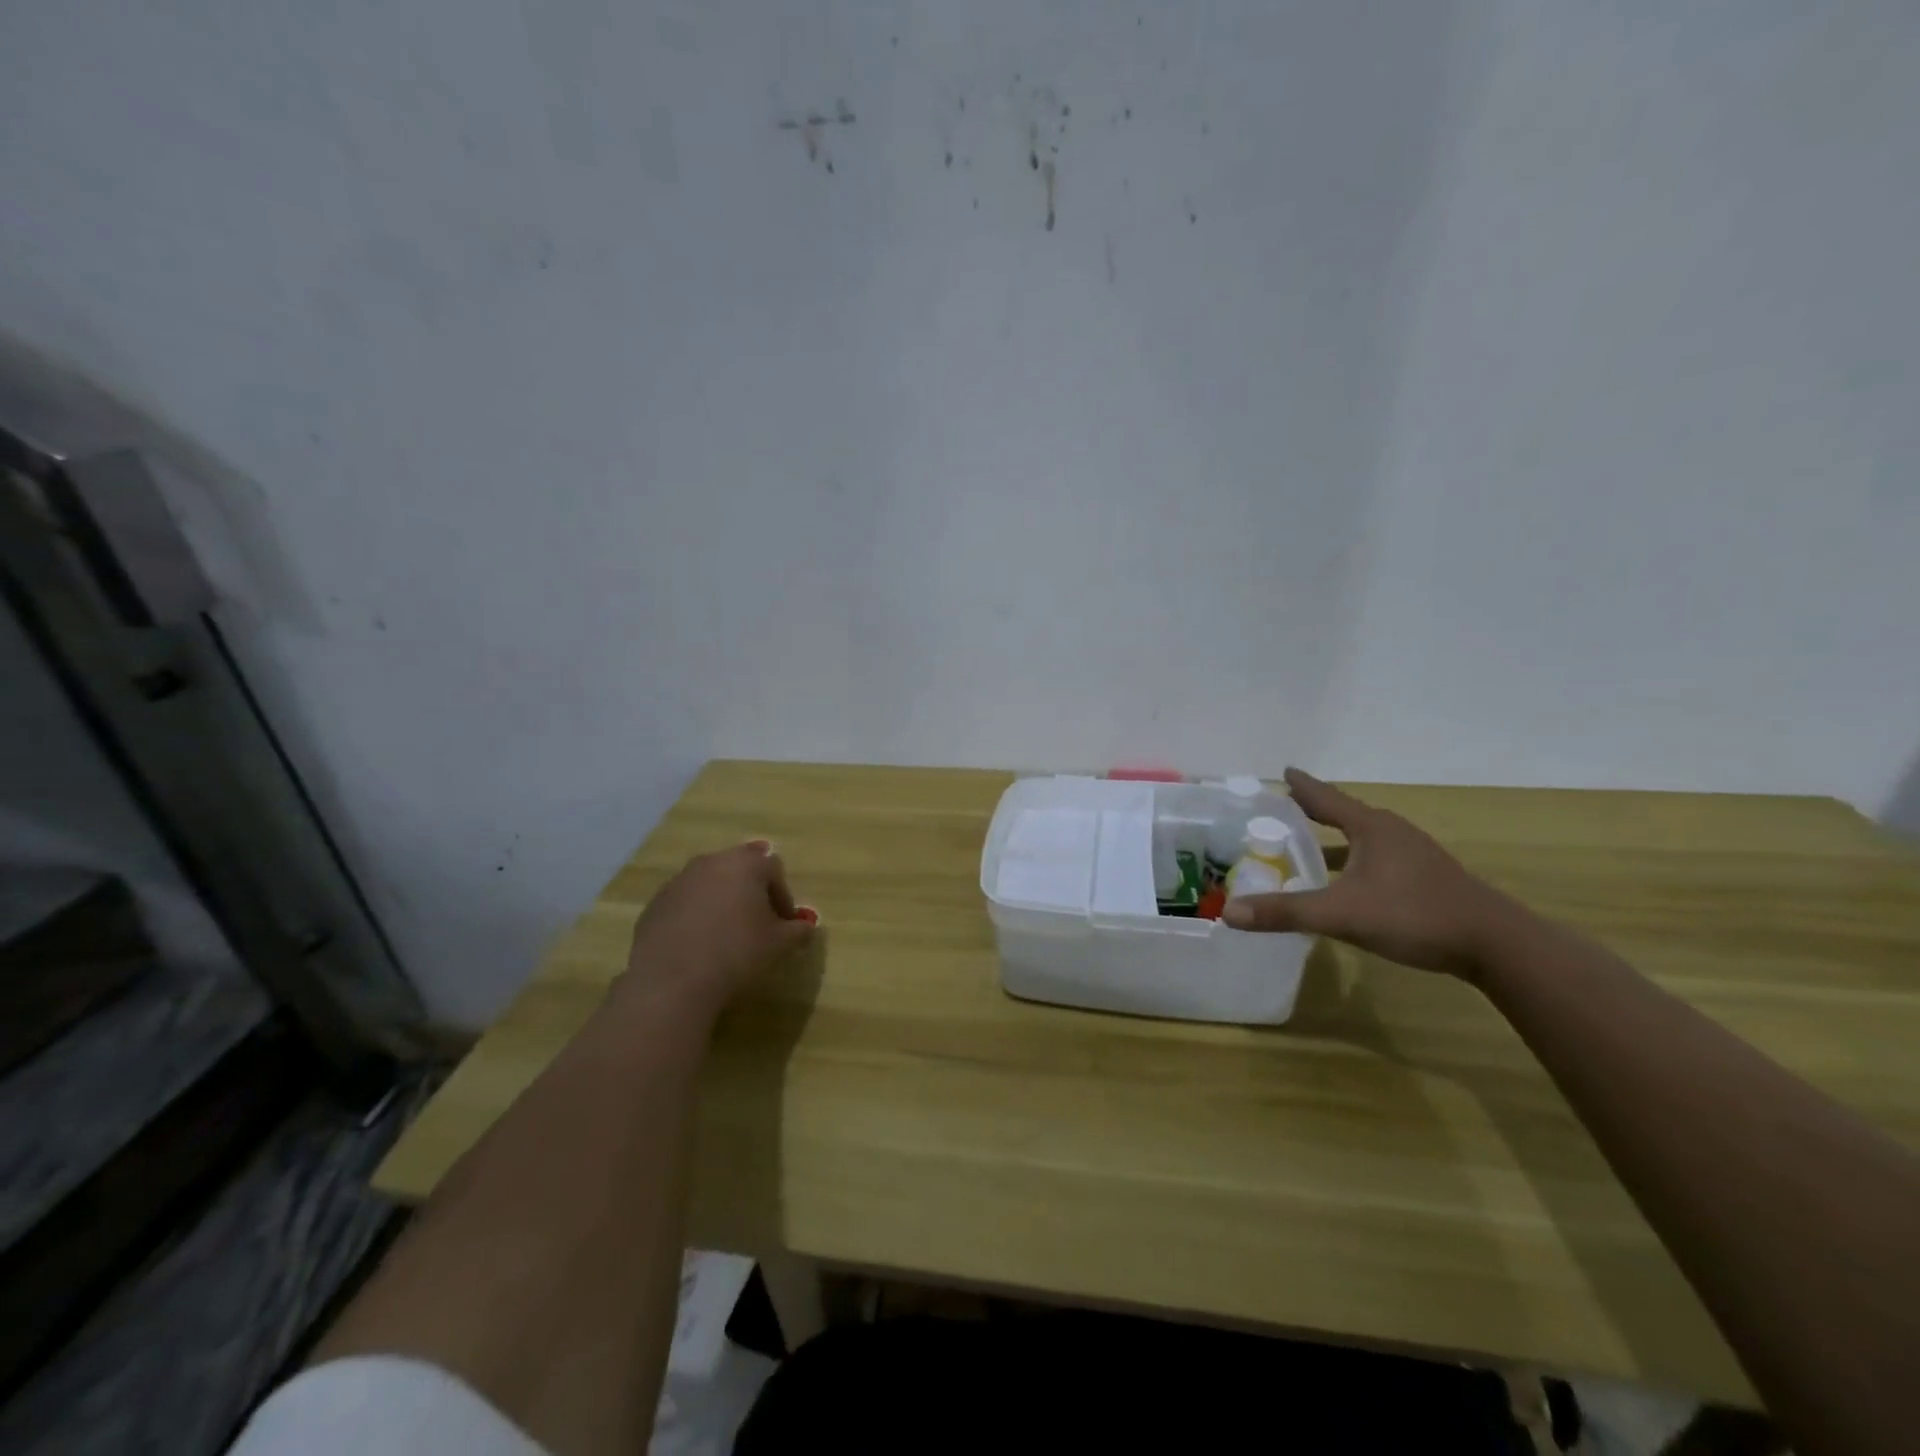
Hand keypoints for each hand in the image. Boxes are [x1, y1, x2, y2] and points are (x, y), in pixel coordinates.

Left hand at [617, 841, 816, 1021]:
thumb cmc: (736, 953)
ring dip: (723, 899)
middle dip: (752, 889)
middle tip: (757, 920)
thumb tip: (806, 926)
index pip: (774, 869)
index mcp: (746, 865)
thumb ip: (798, 930)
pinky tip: (699, 942)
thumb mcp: (779, 945)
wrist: (672, 980)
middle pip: (740, 866)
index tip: (784, 924)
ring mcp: (680, 880)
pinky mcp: (656, 902)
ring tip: (727, 931)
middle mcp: (712, 862)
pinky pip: (685, 900)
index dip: (783, 895)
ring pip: (710, 881)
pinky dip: (696, 913)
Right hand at [1222, 768, 1519, 979]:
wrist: (1496, 945)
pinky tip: (1344, 884)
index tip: (1284, 770)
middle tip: (1284, 810)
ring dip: (1333, 841)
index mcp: (1370, 827)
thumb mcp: (1342, 914)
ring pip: (1362, 839)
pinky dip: (1352, 862)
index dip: (1302, 786)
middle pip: (1344, 814)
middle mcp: (1391, 832)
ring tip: (1307, 847)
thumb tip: (1229, 913)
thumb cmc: (1414, 915)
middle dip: (1313, 812)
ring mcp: (1413, 855)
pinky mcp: (1425, 878)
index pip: (1326, 797)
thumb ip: (1286, 912)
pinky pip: (1376, 859)